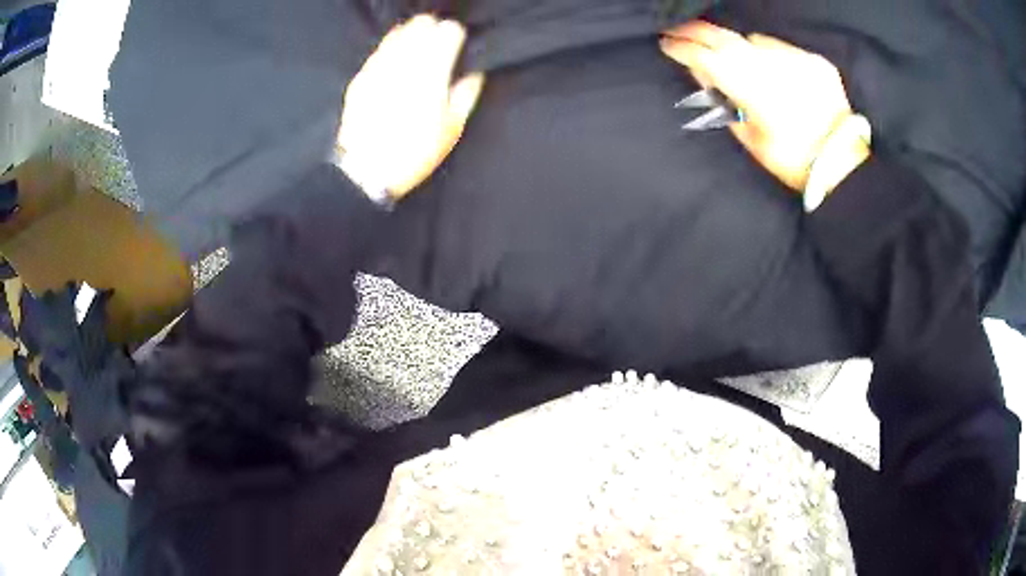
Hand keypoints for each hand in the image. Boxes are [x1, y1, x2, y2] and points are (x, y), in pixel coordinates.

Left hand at [338, 15, 485, 199]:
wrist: (365, 171)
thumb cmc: (415, 152)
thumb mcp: (452, 128)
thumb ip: (466, 94)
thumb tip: (473, 72)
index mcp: (432, 72)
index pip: (448, 32)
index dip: (455, 34)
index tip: (458, 43)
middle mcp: (405, 62)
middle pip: (422, 24)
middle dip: (433, 28)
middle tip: (438, 40)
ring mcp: (380, 66)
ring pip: (399, 32)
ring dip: (412, 33)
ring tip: (418, 44)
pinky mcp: (362, 76)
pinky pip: (379, 49)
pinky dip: (391, 46)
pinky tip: (395, 55)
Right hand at [661, 22, 863, 190]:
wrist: (841, 162)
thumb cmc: (790, 158)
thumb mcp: (749, 137)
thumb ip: (722, 101)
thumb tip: (700, 72)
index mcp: (750, 88)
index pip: (705, 57)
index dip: (681, 47)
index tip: (665, 43)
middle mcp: (769, 65)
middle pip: (723, 38)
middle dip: (696, 31)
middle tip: (678, 28)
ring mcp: (793, 58)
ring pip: (752, 39)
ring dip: (737, 45)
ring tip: (732, 55)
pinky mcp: (812, 60)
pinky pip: (780, 47)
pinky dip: (769, 53)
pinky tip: (771, 68)